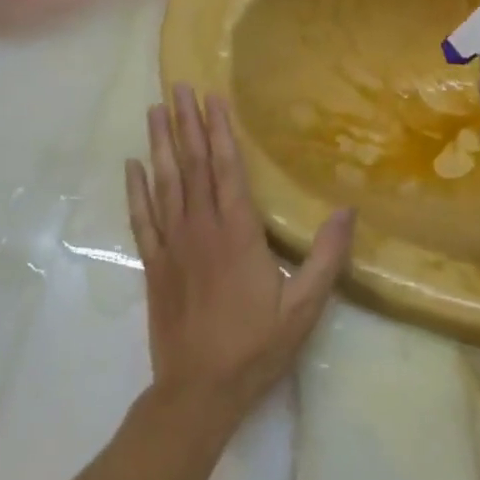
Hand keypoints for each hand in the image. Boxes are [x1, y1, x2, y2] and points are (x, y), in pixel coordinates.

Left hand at [126, 85, 353, 426]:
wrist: (198, 392)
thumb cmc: (255, 347)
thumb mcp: (304, 306)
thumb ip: (326, 257)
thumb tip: (346, 210)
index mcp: (238, 234)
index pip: (226, 169)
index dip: (219, 131)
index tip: (211, 98)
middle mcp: (201, 229)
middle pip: (192, 166)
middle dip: (186, 124)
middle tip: (177, 87)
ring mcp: (172, 245)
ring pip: (164, 184)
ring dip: (160, 144)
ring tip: (154, 110)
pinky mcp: (154, 265)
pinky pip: (142, 218)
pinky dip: (136, 190)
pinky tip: (133, 165)